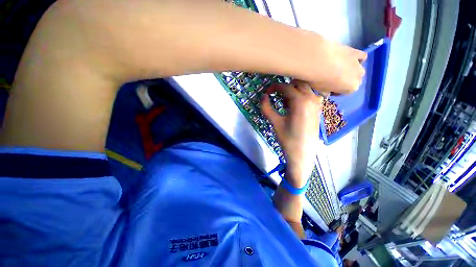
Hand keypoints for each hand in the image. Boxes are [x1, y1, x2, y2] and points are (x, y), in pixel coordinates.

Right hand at [261, 81, 322, 186]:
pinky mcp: (318, 110)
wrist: (302, 154)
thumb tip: (262, 96)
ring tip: (285, 103)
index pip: (286, 87)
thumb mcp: (275, 123)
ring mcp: (317, 104)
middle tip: (277, 97)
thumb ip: (266, 108)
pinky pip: (310, 96)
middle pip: (298, 83)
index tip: (267, 92)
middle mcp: (311, 99)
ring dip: (294, 91)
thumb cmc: (287, 139)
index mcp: (300, 101)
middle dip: (286, 87)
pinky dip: (302, 96)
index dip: (274, 87)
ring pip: (306, 89)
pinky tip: (295, 107)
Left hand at [300, 34, 366, 93]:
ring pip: (357, 70)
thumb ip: (326, 92)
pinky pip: (361, 57)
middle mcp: (359, 77)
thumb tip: (327, 93)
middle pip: (352, 81)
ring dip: (350, 71)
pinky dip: (357, 58)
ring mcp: (359, 64)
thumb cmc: (318, 79)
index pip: (345, 92)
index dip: (336, 91)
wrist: (319, 60)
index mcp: (351, 89)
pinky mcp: (357, 52)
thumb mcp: (320, 90)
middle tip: (332, 79)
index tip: (328, 89)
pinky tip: (349, 58)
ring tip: (338, 68)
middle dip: (344, 81)